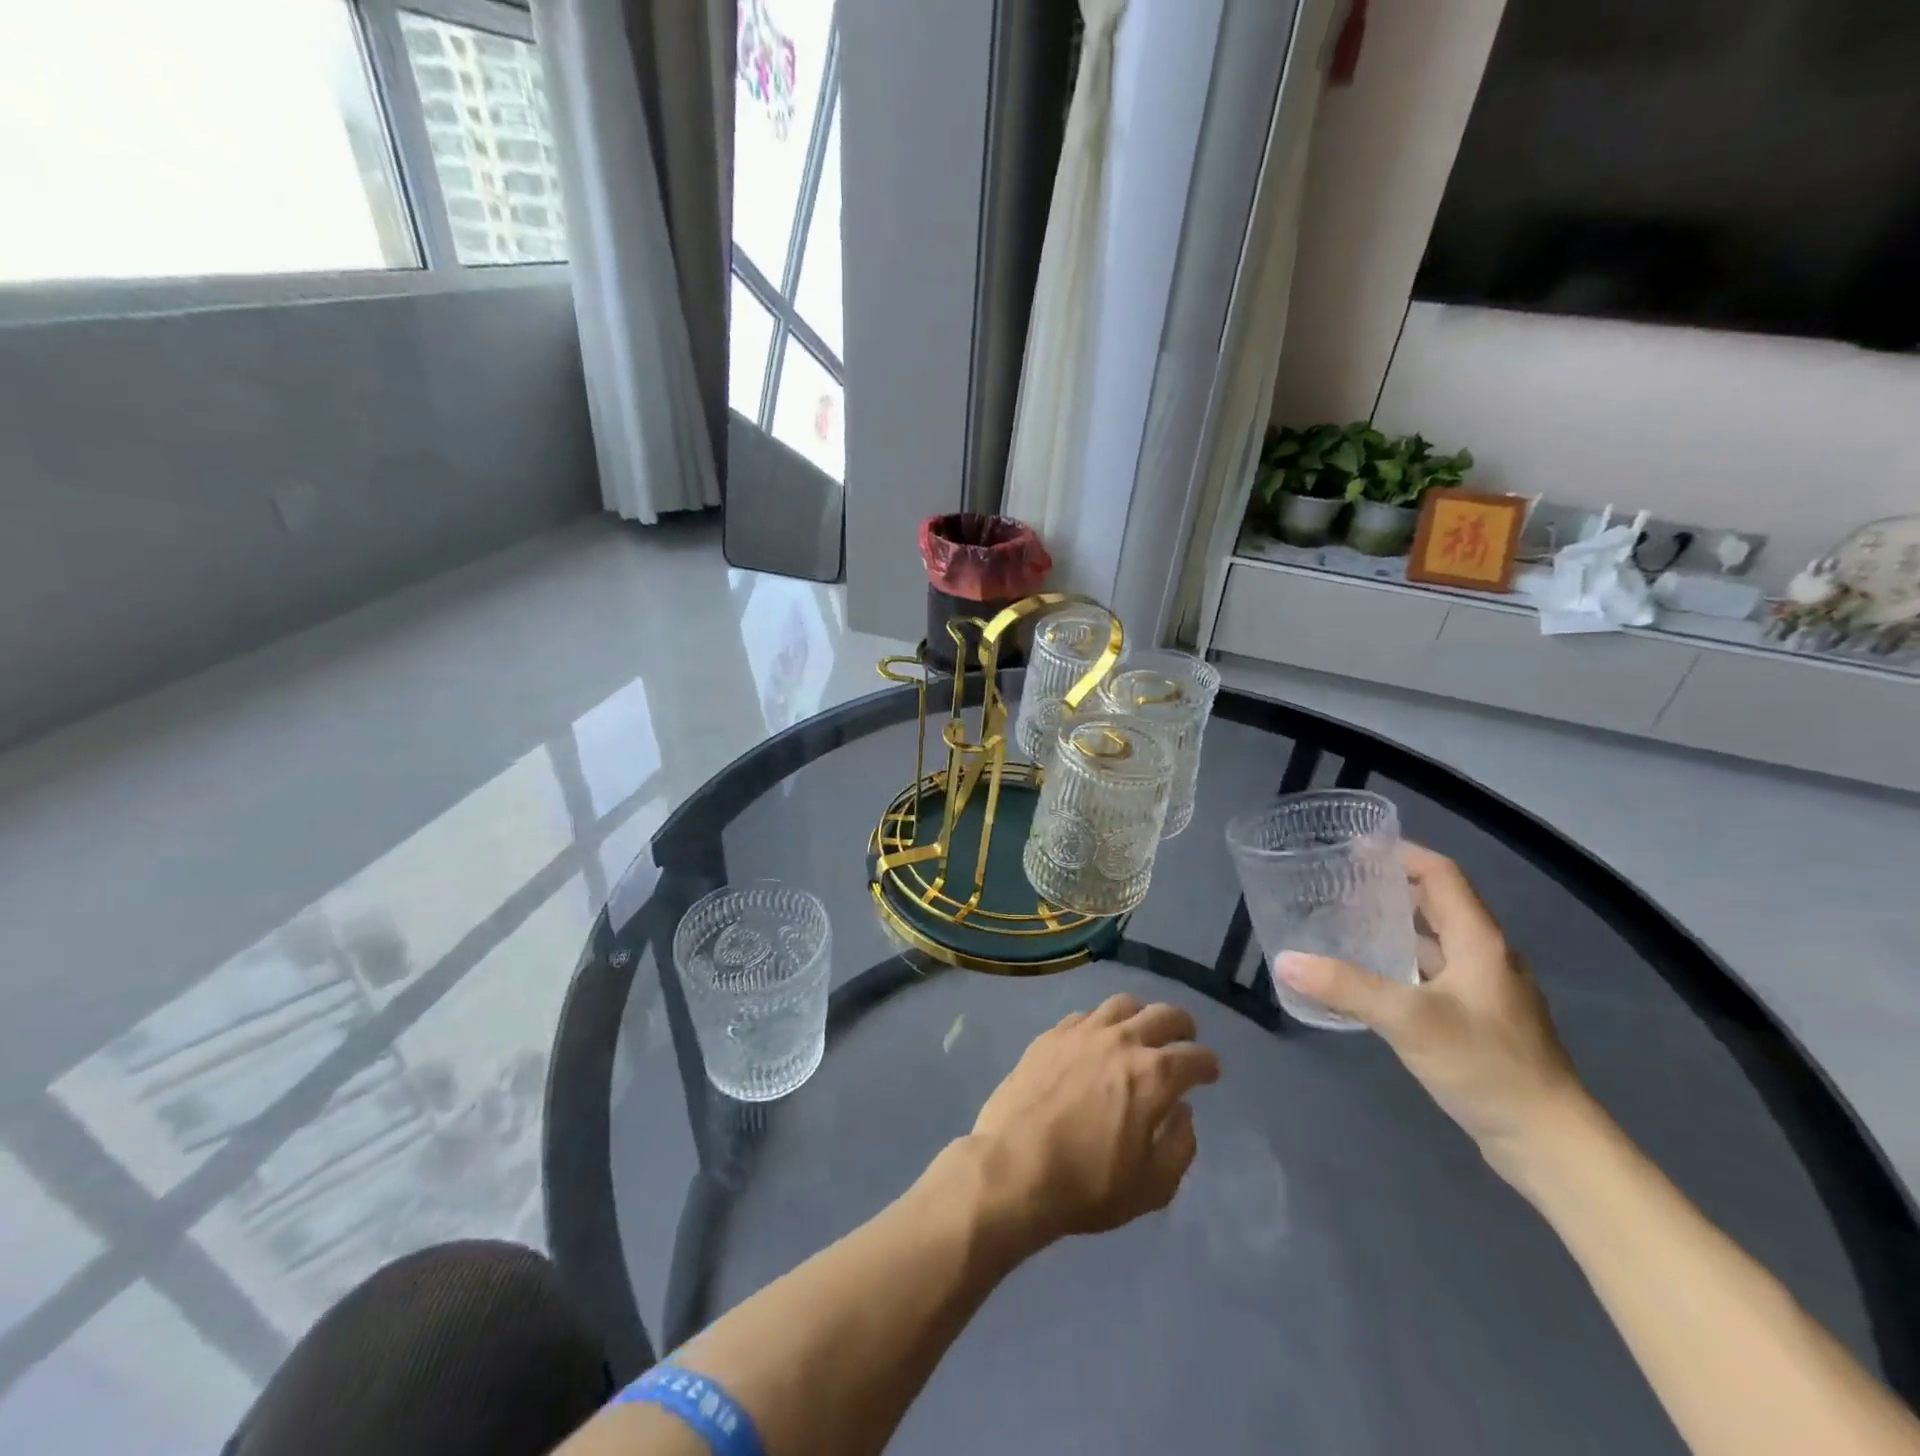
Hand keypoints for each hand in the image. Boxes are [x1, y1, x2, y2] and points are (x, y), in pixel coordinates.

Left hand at [968, 994, 1220, 1249]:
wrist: (1014, 1168)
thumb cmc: (1087, 1186)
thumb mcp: (1152, 1187)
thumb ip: (1179, 1145)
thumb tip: (1183, 1112)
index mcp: (1153, 1076)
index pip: (1195, 1056)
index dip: (1208, 1064)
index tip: (1209, 1072)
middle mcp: (1121, 1041)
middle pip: (1163, 1015)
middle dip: (1181, 1027)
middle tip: (1183, 1040)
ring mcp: (1083, 1032)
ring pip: (1122, 1004)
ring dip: (1140, 1016)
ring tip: (1140, 1032)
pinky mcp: (1051, 1034)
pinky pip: (1085, 1015)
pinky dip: (1101, 1023)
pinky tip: (1096, 1040)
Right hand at [1276, 844, 1589, 1178]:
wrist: (1550, 1143)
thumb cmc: (1486, 1066)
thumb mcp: (1409, 1020)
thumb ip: (1346, 987)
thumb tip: (1286, 960)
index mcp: (1479, 941)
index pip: (1441, 876)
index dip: (1402, 854)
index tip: (1357, 845)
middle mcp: (1486, 957)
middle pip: (1437, 904)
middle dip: (1391, 886)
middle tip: (1340, 882)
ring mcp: (1485, 991)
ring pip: (1434, 942)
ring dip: (1394, 926)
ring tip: (1345, 923)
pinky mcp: (1478, 1021)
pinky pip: (1433, 973)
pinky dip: (1401, 963)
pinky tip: (1370, 979)